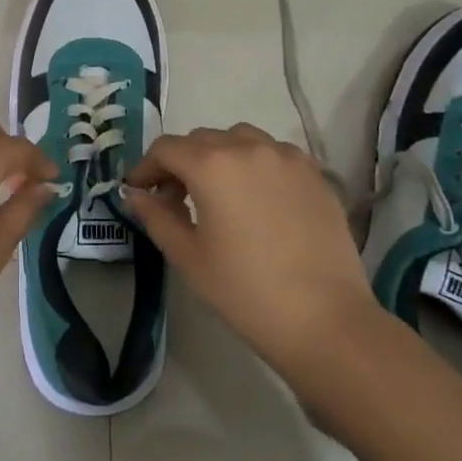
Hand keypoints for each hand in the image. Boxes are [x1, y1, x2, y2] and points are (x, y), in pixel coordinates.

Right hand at [123, 124, 378, 377]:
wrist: (326, 320)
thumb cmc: (246, 292)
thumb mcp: (189, 257)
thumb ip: (156, 216)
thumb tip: (136, 193)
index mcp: (211, 165)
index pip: (165, 148)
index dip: (146, 167)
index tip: (139, 192)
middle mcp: (248, 147)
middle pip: (201, 140)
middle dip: (181, 163)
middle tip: (174, 199)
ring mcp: (286, 157)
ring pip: (239, 139)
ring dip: (219, 157)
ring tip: (219, 194)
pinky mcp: (315, 173)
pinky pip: (273, 154)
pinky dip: (255, 164)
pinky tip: (258, 199)